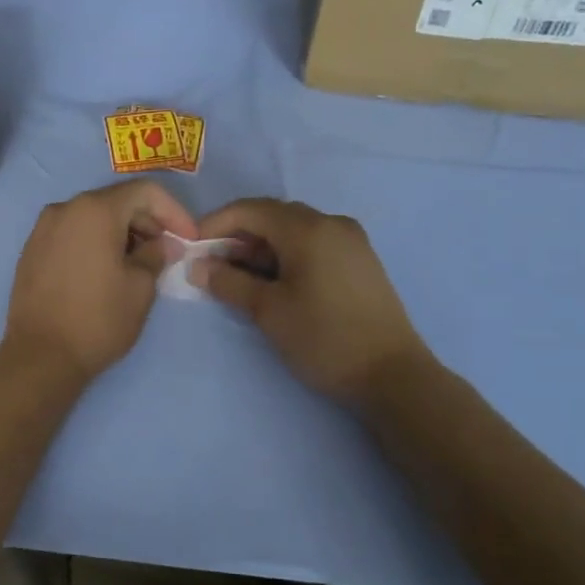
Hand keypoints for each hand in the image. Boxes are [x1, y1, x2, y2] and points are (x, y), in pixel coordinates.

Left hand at [1, 180, 196, 384]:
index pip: (145, 191)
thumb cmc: (98, 320)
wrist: (39, 356)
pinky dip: (95, 241)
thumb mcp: (140, 288)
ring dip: (122, 231)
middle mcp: (65, 208)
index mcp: (95, 210)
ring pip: (93, 216)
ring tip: (139, 263)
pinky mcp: (32, 249)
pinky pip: (72, 232)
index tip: (188, 238)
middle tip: (167, 251)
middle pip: (117, 200)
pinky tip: (107, 269)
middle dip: (148, 221)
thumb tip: (162, 244)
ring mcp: (43, 228)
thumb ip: (156, 255)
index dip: (174, 211)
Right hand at [193, 198, 429, 411]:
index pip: (250, 209)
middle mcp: (331, 223)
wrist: (393, 375)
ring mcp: (351, 240)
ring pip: (293, 230)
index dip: (215, 223)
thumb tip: (197, 267)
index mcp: (308, 228)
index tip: (192, 248)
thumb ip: (228, 282)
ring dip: (262, 247)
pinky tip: (274, 283)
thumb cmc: (324, 338)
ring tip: (239, 278)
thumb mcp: (268, 311)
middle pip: (272, 216)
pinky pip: (313, 243)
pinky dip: (286, 255)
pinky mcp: (360, 260)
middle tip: (213, 265)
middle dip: (238, 236)